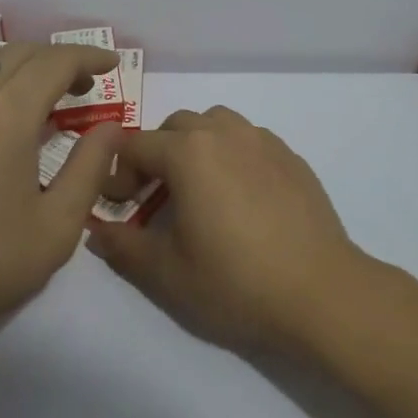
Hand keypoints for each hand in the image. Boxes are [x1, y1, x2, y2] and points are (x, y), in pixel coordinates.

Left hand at [0, 41, 122, 370]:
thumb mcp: (57, 227)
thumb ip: (91, 168)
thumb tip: (111, 127)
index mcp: (9, 113)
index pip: (56, 62)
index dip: (88, 56)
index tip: (111, 64)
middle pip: (18, 53)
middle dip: (56, 60)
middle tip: (79, 88)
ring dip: (12, 61)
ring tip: (28, 90)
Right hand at [85, 106, 375, 355]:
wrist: (321, 292)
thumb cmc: (236, 281)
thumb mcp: (167, 273)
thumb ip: (123, 246)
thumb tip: (96, 233)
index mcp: (189, 152)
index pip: (136, 146)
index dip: (117, 174)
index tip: (118, 207)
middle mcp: (225, 132)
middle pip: (175, 127)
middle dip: (155, 155)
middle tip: (153, 197)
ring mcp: (264, 141)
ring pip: (215, 125)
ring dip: (195, 147)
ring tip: (198, 190)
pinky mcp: (291, 157)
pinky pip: (249, 140)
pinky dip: (231, 155)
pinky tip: (239, 197)